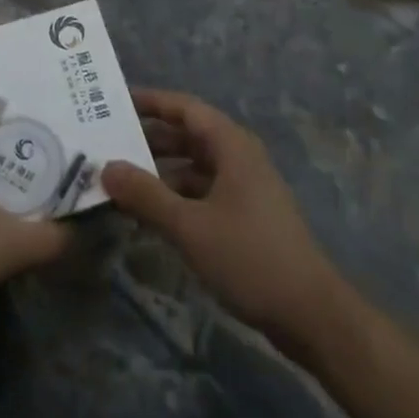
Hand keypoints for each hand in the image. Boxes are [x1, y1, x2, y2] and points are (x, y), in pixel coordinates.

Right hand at [102, 88, 338, 340]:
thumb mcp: (190, 226)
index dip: (150, 102)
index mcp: (231, 145)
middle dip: (149, 139)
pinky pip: (203, 192)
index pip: (184, 108)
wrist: (312, 315)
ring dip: (160, 171)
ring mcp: (245, 188)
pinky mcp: (247, 216)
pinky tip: (151, 215)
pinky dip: (177, 196)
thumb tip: (106, 168)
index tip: (114, 102)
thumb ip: (146, 195)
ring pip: (194, 166)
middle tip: (108, 143)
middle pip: (188, 135)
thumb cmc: (250, 258)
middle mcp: (239, 157)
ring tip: (121, 180)